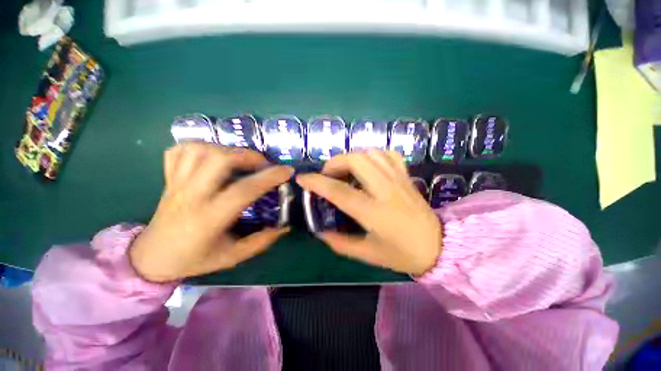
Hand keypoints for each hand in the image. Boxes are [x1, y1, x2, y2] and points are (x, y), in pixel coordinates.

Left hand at [129, 143, 293, 282]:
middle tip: (262, 163)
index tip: (287, 171)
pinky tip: (214, 156)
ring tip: (241, 159)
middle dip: (248, 155)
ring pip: (200, 150)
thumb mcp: (232, 257)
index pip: (244, 190)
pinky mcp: (169, 178)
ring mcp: (177, 183)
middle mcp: (192, 195)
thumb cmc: (194, 259)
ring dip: (227, 149)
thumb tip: (284, 227)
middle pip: (219, 159)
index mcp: (210, 217)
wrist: (152, 256)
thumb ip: (261, 242)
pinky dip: (201, 146)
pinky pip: (181, 151)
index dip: (269, 177)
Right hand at [296, 150, 441, 275]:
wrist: (438, 247)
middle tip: (328, 175)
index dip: (317, 183)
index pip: (339, 191)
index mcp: (374, 212)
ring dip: (351, 157)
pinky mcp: (406, 176)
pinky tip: (367, 165)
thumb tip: (320, 231)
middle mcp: (386, 190)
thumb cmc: (402, 254)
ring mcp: (398, 179)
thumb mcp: (368, 254)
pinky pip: (388, 154)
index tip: (302, 179)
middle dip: (335, 163)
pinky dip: (372, 154)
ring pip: (371, 153)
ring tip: (345, 170)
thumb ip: (340, 243)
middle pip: (356, 160)